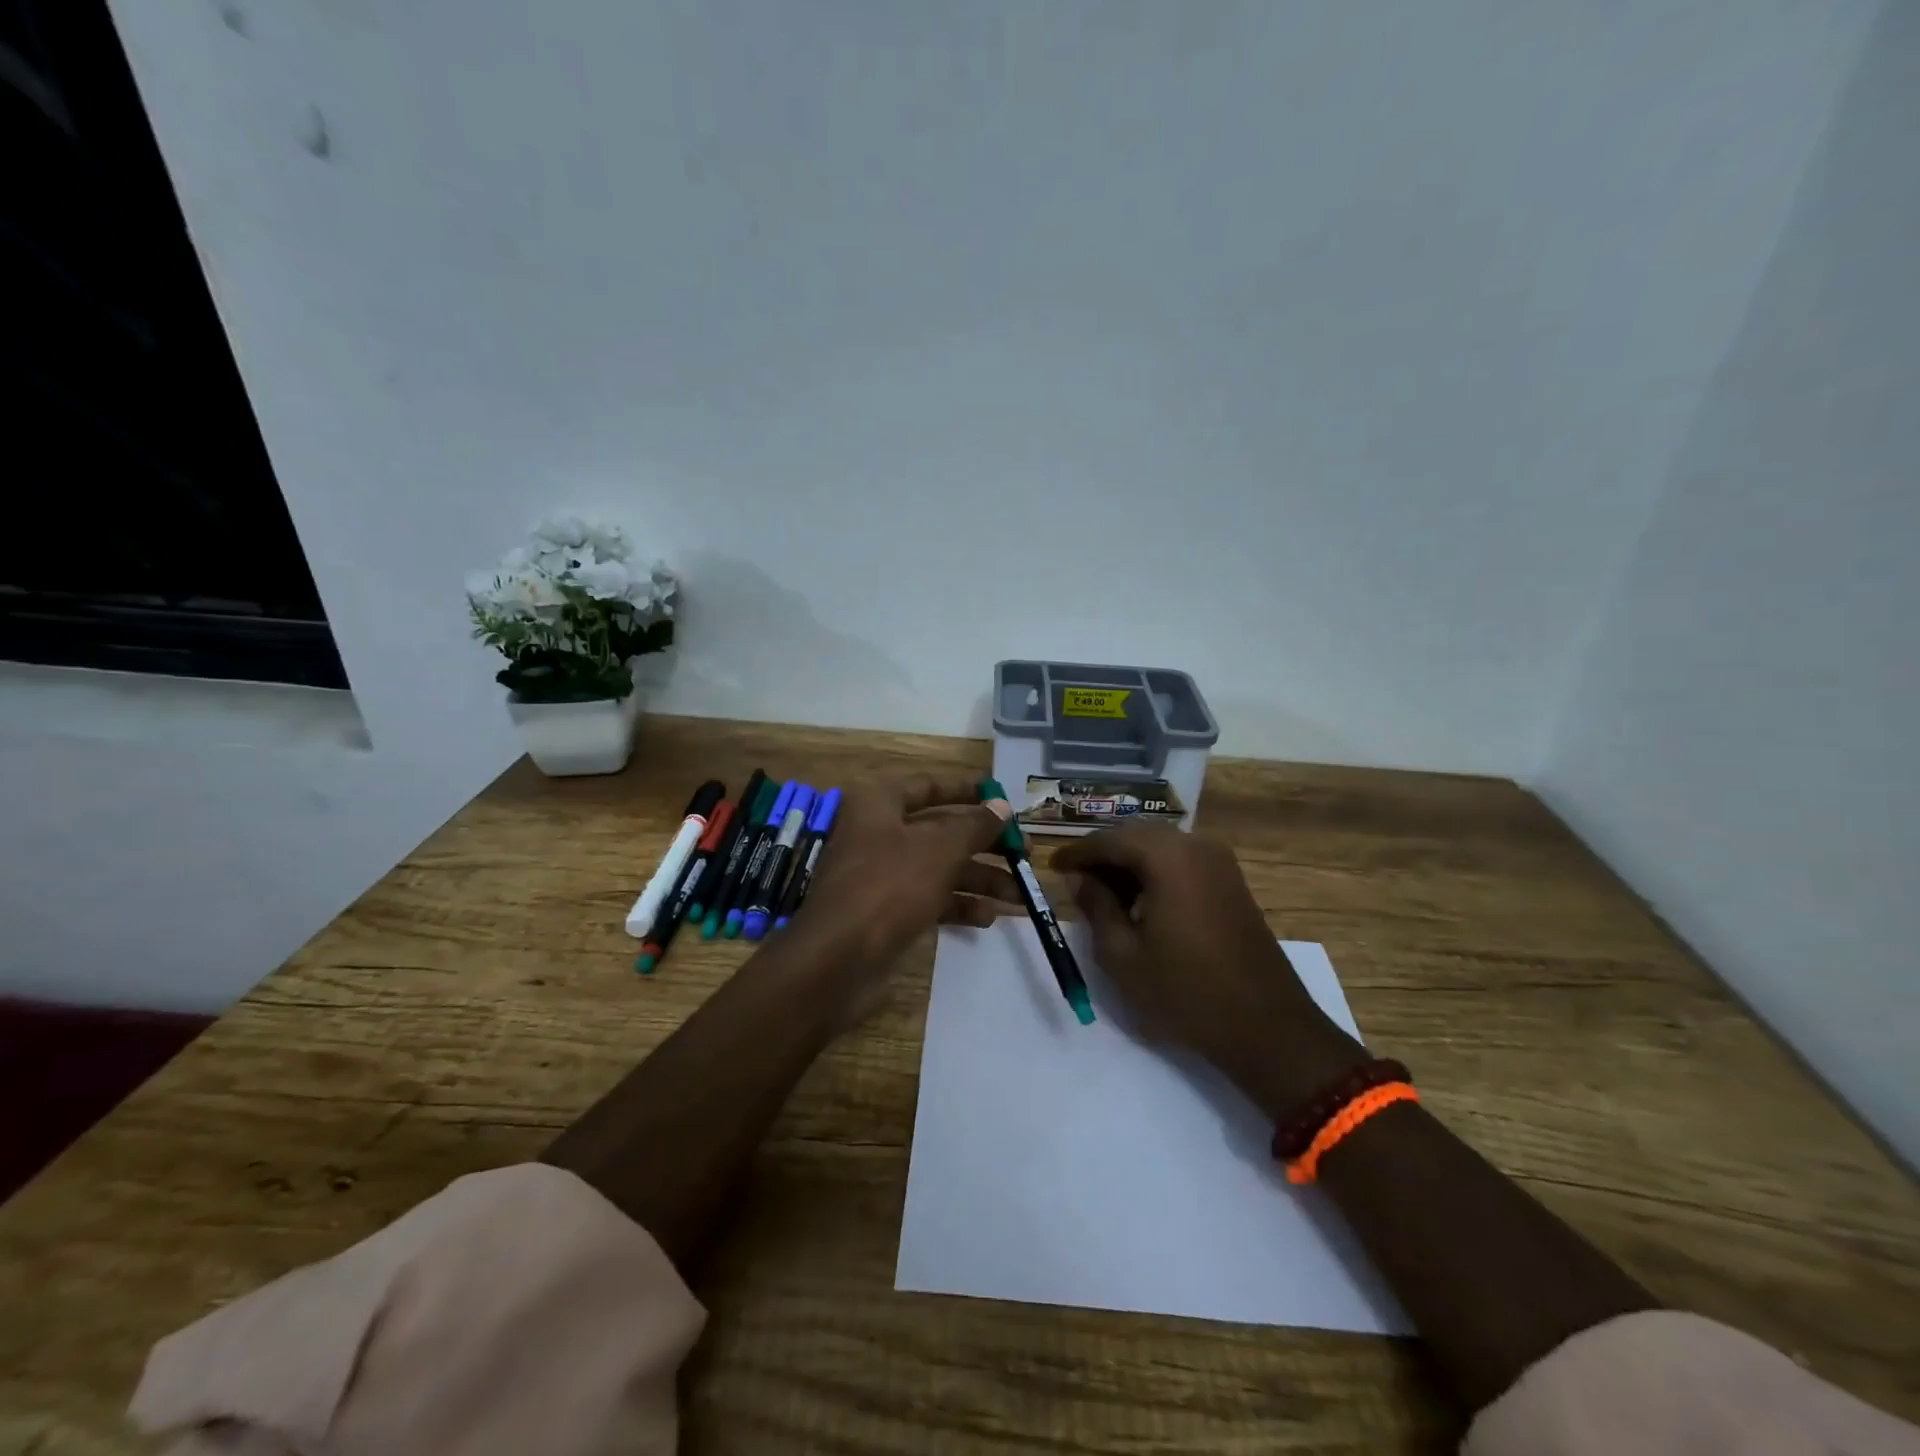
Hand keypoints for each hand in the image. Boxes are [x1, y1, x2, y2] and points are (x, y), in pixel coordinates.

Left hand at [786, 775, 1020, 1022]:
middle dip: (984, 844)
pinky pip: (928, 898)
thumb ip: (974, 826)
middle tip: (1025, 854)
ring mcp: (880, 874)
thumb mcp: (939, 850)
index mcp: (879, 803)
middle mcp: (878, 832)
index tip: (1003, 799)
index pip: (928, 785)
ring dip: (979, 879)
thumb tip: (1002, 806)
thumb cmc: (889, 886)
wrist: (837, 960)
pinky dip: (957, 905)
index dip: (967, 791)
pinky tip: (987, 918)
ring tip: (1019, 895)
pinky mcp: (885, 910)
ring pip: (938, 867)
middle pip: (940, 830)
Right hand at [1053, 827, 1364, 1116]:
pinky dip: (1155, 873)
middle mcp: (1195, 845)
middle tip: (1076, 880)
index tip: (1052, 866)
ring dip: (1129, 864)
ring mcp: (1219, 862)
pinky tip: (1141, 902)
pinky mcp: (1232, 882)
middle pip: (1136, 836)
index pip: (1108, 840)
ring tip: (1104, 896)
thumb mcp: (1122, 954)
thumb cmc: (1184, 990)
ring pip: (1160, 848)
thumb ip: (1096, 906)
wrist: (1267, 1026)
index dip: (1077, 852)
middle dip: (1103, 855)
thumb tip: (1083, 880)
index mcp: (1166, 856)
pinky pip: (1182, 862)